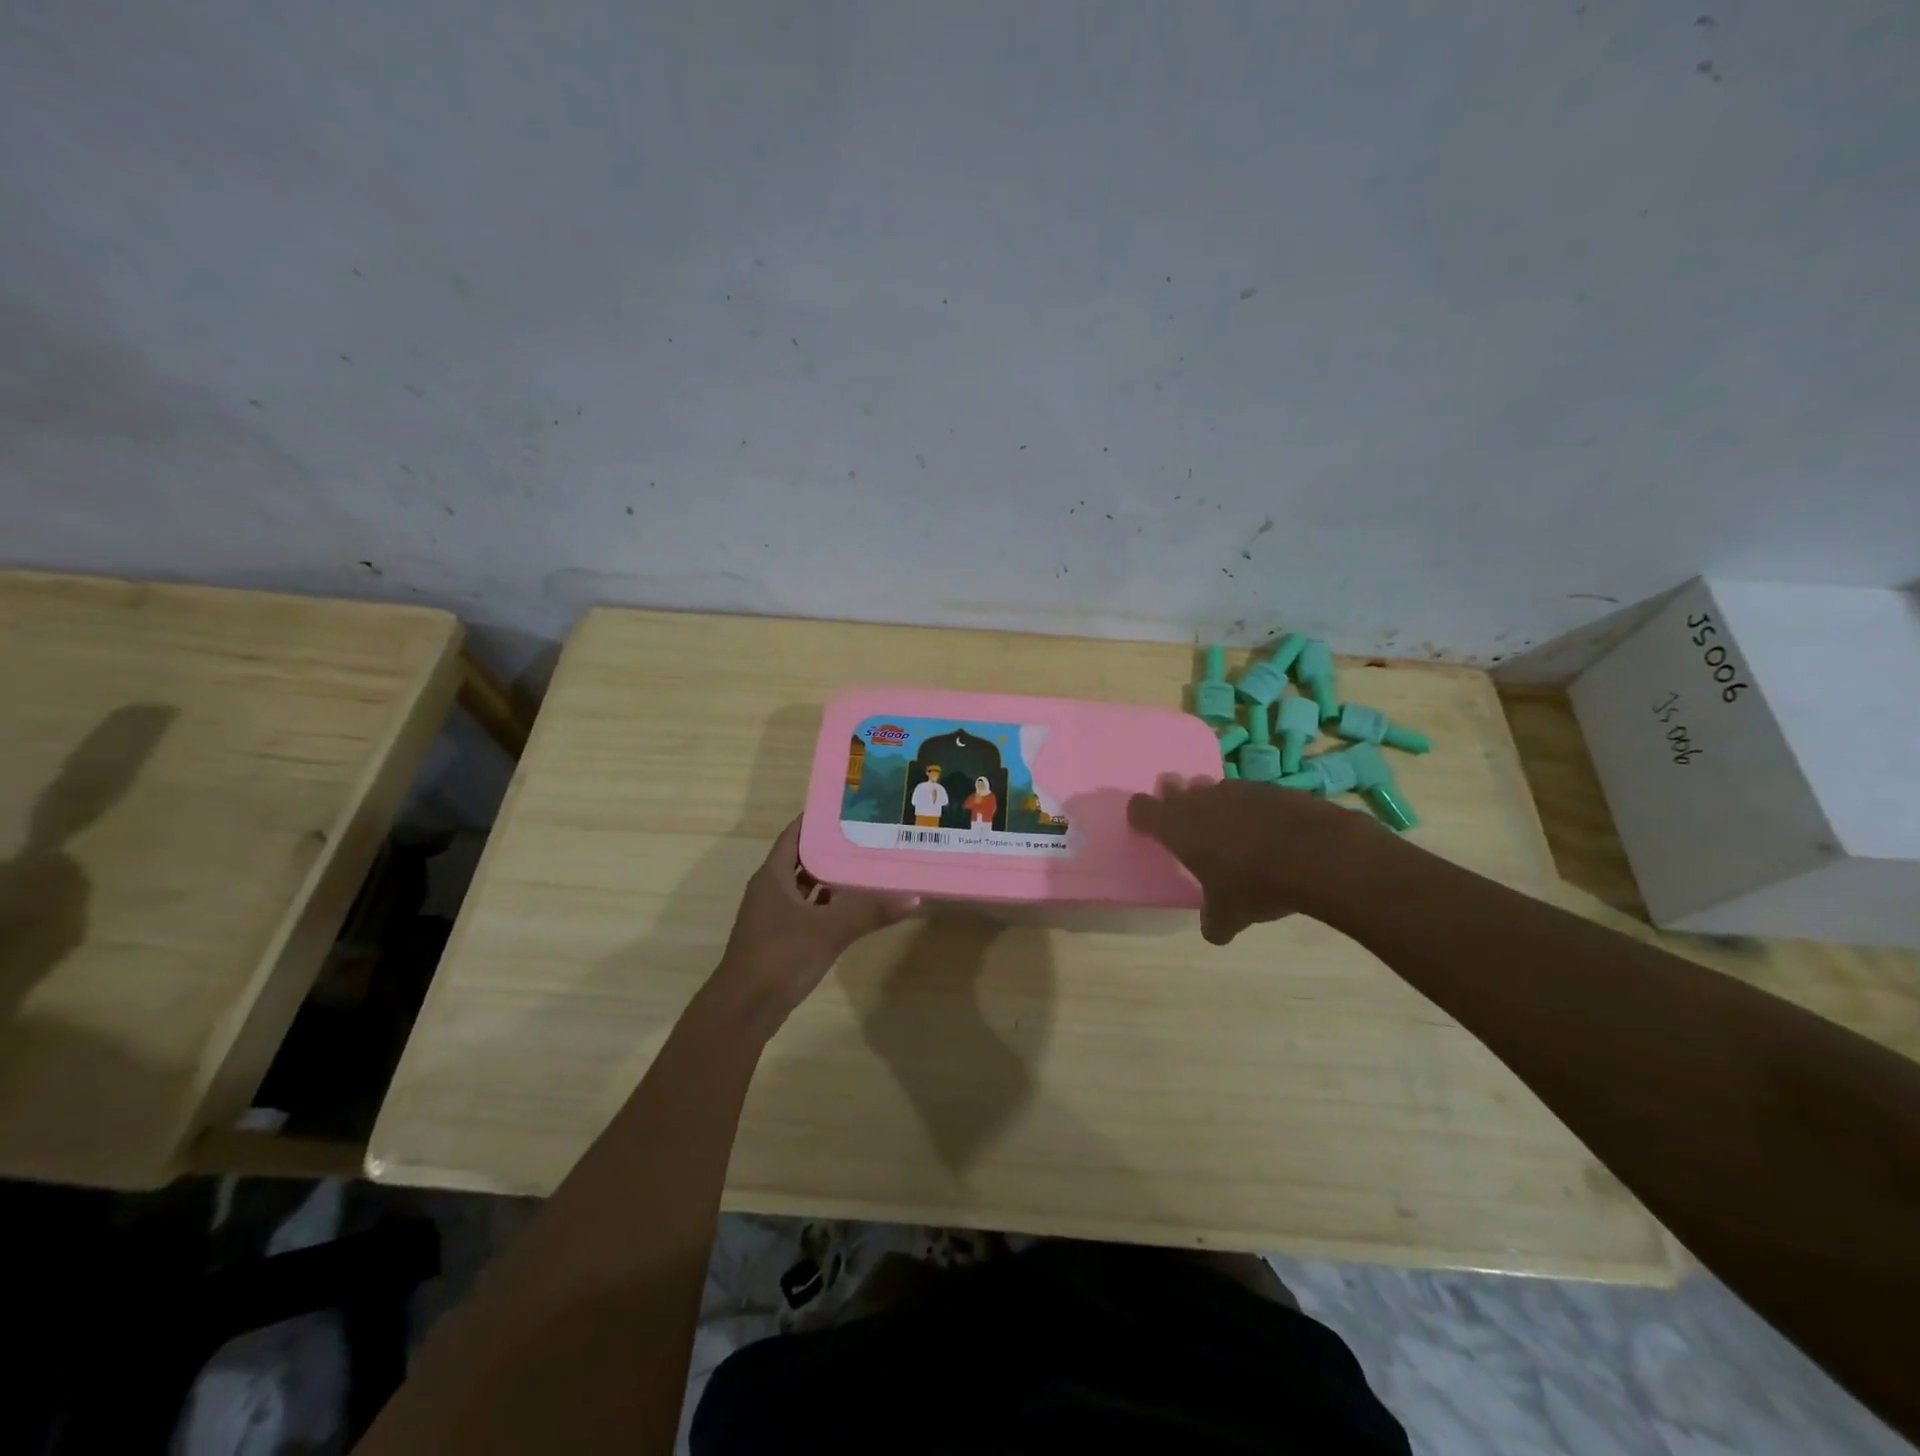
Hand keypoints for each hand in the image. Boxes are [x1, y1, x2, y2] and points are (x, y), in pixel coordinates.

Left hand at [712, 817, 917, 1025]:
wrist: (745, 1009)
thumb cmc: (780, 956)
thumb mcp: (830, 930)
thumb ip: (871, 912)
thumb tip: (913, 897)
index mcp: (773, 876)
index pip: (795, 834)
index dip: (817, 819)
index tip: (847, 807)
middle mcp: (770, 889)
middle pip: (802, 858)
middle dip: (831, 847)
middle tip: (867, 834)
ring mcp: (773, 915)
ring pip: (805, 886)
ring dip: (830, 878)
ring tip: (865, 865)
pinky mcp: (780, 938)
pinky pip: (808, 910)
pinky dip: (827, 905)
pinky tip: (853, 906)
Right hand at [1127, 776, 1375, 943]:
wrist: (1319, 855)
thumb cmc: (1256, 884)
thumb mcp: (1230, 915)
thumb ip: (1214, 921)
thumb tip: (1214, 930)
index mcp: (1178, 827)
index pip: (1142, 809)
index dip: (1141, 815)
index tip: (1145, 827)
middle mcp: (1201, 801)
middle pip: (1175, 788)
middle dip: (1175, 799)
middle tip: (1183, 818)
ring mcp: (1237, 789)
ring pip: (1212, 787)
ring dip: (1212, 801)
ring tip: (1225, 825)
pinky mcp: (1270, 787)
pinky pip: (1248, 793)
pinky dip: (1249, 807)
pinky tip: (1264, 828)